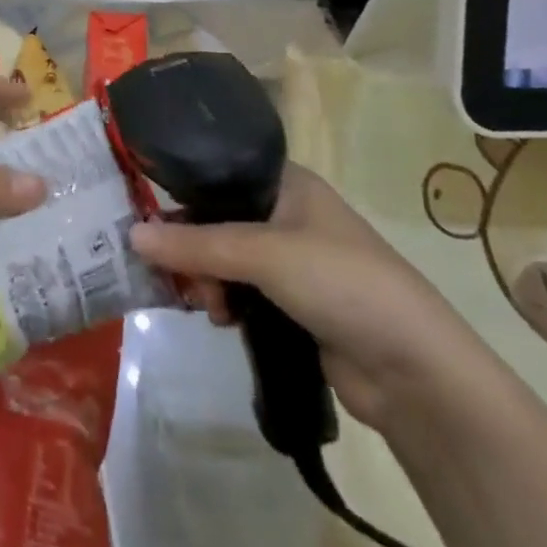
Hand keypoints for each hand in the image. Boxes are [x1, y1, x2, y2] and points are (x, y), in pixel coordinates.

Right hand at [130, 167, 480, 431]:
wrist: (415, 371)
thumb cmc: (342, 283)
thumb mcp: (264, 254)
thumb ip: (196, 244)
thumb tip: (131, 236)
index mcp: (287, 184)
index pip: (218, 175)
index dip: (182, 195)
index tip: (147, 221)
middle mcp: (286, 215)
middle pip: (216, 220)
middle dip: (191, 249)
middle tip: (176, 276)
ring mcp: (290, 262)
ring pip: (224, 260)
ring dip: (207, 281)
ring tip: (207, 307)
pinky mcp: (292, 304)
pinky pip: (240, 292)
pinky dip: (225, 302)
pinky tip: (221, 320)